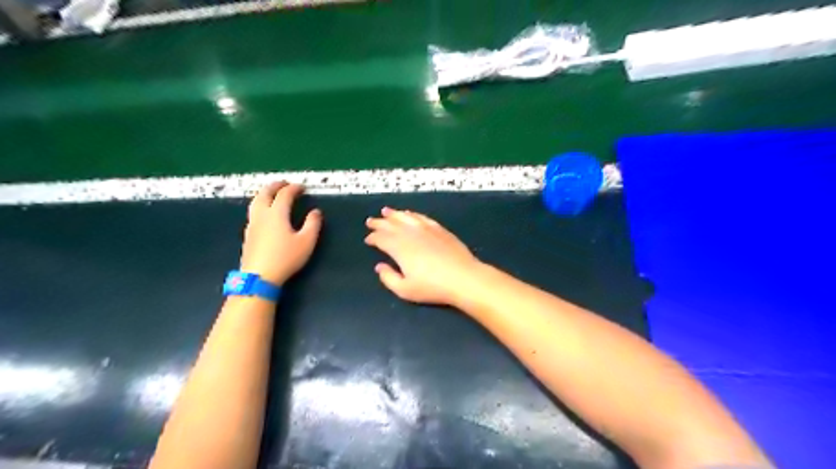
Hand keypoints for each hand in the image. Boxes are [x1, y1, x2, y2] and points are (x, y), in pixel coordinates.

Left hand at [242, 181, 322, 285]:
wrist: (259, 276)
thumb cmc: (285, 258)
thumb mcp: (306, 242)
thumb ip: (313, 224)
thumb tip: (315, 212)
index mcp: (277, 214)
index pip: (284, 195)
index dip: (294, 188)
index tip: (302, 187)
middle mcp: (262, 215)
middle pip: (265, 193)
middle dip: (275, 186)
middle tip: (284, 183)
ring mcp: (252, 224)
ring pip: (255, 202)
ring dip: (264, 194)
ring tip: (271, 194)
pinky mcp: (248, 234)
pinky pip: (253, 212)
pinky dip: (260, 205)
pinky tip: (264, 213)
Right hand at [367, 207, 483, 305]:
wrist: (463, 278)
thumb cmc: (433, 287)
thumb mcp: (405, 290)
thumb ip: (388, 278)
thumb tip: (379, 266)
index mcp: (399, 248)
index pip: (381, 238)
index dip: (373, 238)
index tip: (368, 239)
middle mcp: (410, 234)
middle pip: (391, 225)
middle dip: (379, 223)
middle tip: (370, 221)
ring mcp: (426, 229)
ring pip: (406, 217)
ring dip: (394, 214)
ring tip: (386, 211)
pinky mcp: (439, 229)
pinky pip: (422, 217)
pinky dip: (413, 214)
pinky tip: (410, 214)